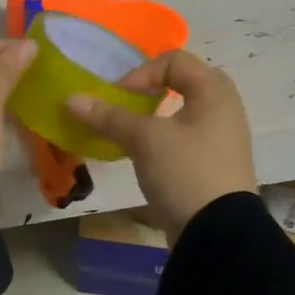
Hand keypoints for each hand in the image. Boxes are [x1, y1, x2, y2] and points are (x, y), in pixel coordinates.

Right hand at [65, 50, 256, 242]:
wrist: (218, 235)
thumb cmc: (185, 172)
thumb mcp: (144, 140)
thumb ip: (108, 117)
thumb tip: (71, 99)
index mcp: (214, 90)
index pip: (172, 60)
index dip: (139, 74)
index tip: (117, 99)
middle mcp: (223, 108)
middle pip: (178, 84)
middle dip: (144, 94)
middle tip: (120, 110)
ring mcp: (220, 138)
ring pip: (178, 114)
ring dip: (148, 119)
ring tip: (125, 136)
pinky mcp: (212, 165)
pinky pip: (182, 139)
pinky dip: (159, 141)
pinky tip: (141, 158)